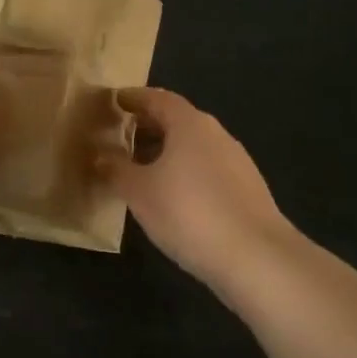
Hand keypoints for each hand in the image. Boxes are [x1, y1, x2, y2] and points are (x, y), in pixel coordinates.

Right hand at [101, 87, 301, 294]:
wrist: (257, 259)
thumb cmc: (189, 212)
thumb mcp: (139, 191)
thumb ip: (115, 169)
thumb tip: (99, 155)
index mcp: (190, 124)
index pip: (158, 98)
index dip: (134, 98)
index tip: (114, 102)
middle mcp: (217, 135)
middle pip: (177, 121)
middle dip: (147, 126)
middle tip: (119, 137)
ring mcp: (237, 163)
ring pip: (193, 147)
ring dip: (166, 152)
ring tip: (139, 170)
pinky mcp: (247, 191)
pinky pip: (207, 170)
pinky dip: (184, 173)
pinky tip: (171, 197)